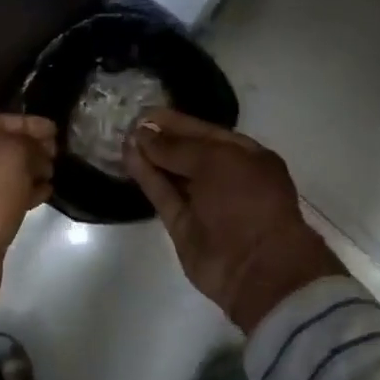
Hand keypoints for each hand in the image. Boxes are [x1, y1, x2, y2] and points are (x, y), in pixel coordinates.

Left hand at [0, 114, 57, 331]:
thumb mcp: (11, 155)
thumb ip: (29, 143)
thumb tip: (39, 152)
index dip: (28, 123)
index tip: (56, 129)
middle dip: (29, 148)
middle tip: (58, 152)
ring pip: (0, 175)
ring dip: (28, 172)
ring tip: (55, 172)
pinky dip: (22, 194)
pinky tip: (45, 193)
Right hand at [124, 108, 343, 332]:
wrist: (257, 268)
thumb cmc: (247, 201)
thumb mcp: (216, 161)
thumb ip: (177, 146)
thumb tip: (143, 133)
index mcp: (245, 156)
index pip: (205, 132)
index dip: (176, 122)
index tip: (145, 112)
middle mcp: (225, 177)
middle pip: (186, 152)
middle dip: (160, 138)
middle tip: (127, 123)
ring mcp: (203, 202)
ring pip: (171, 174)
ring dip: (149, 156)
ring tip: (122, 137)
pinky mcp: (182, 224)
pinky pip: (163, 195)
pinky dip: (146, 177)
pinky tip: (128, 157)